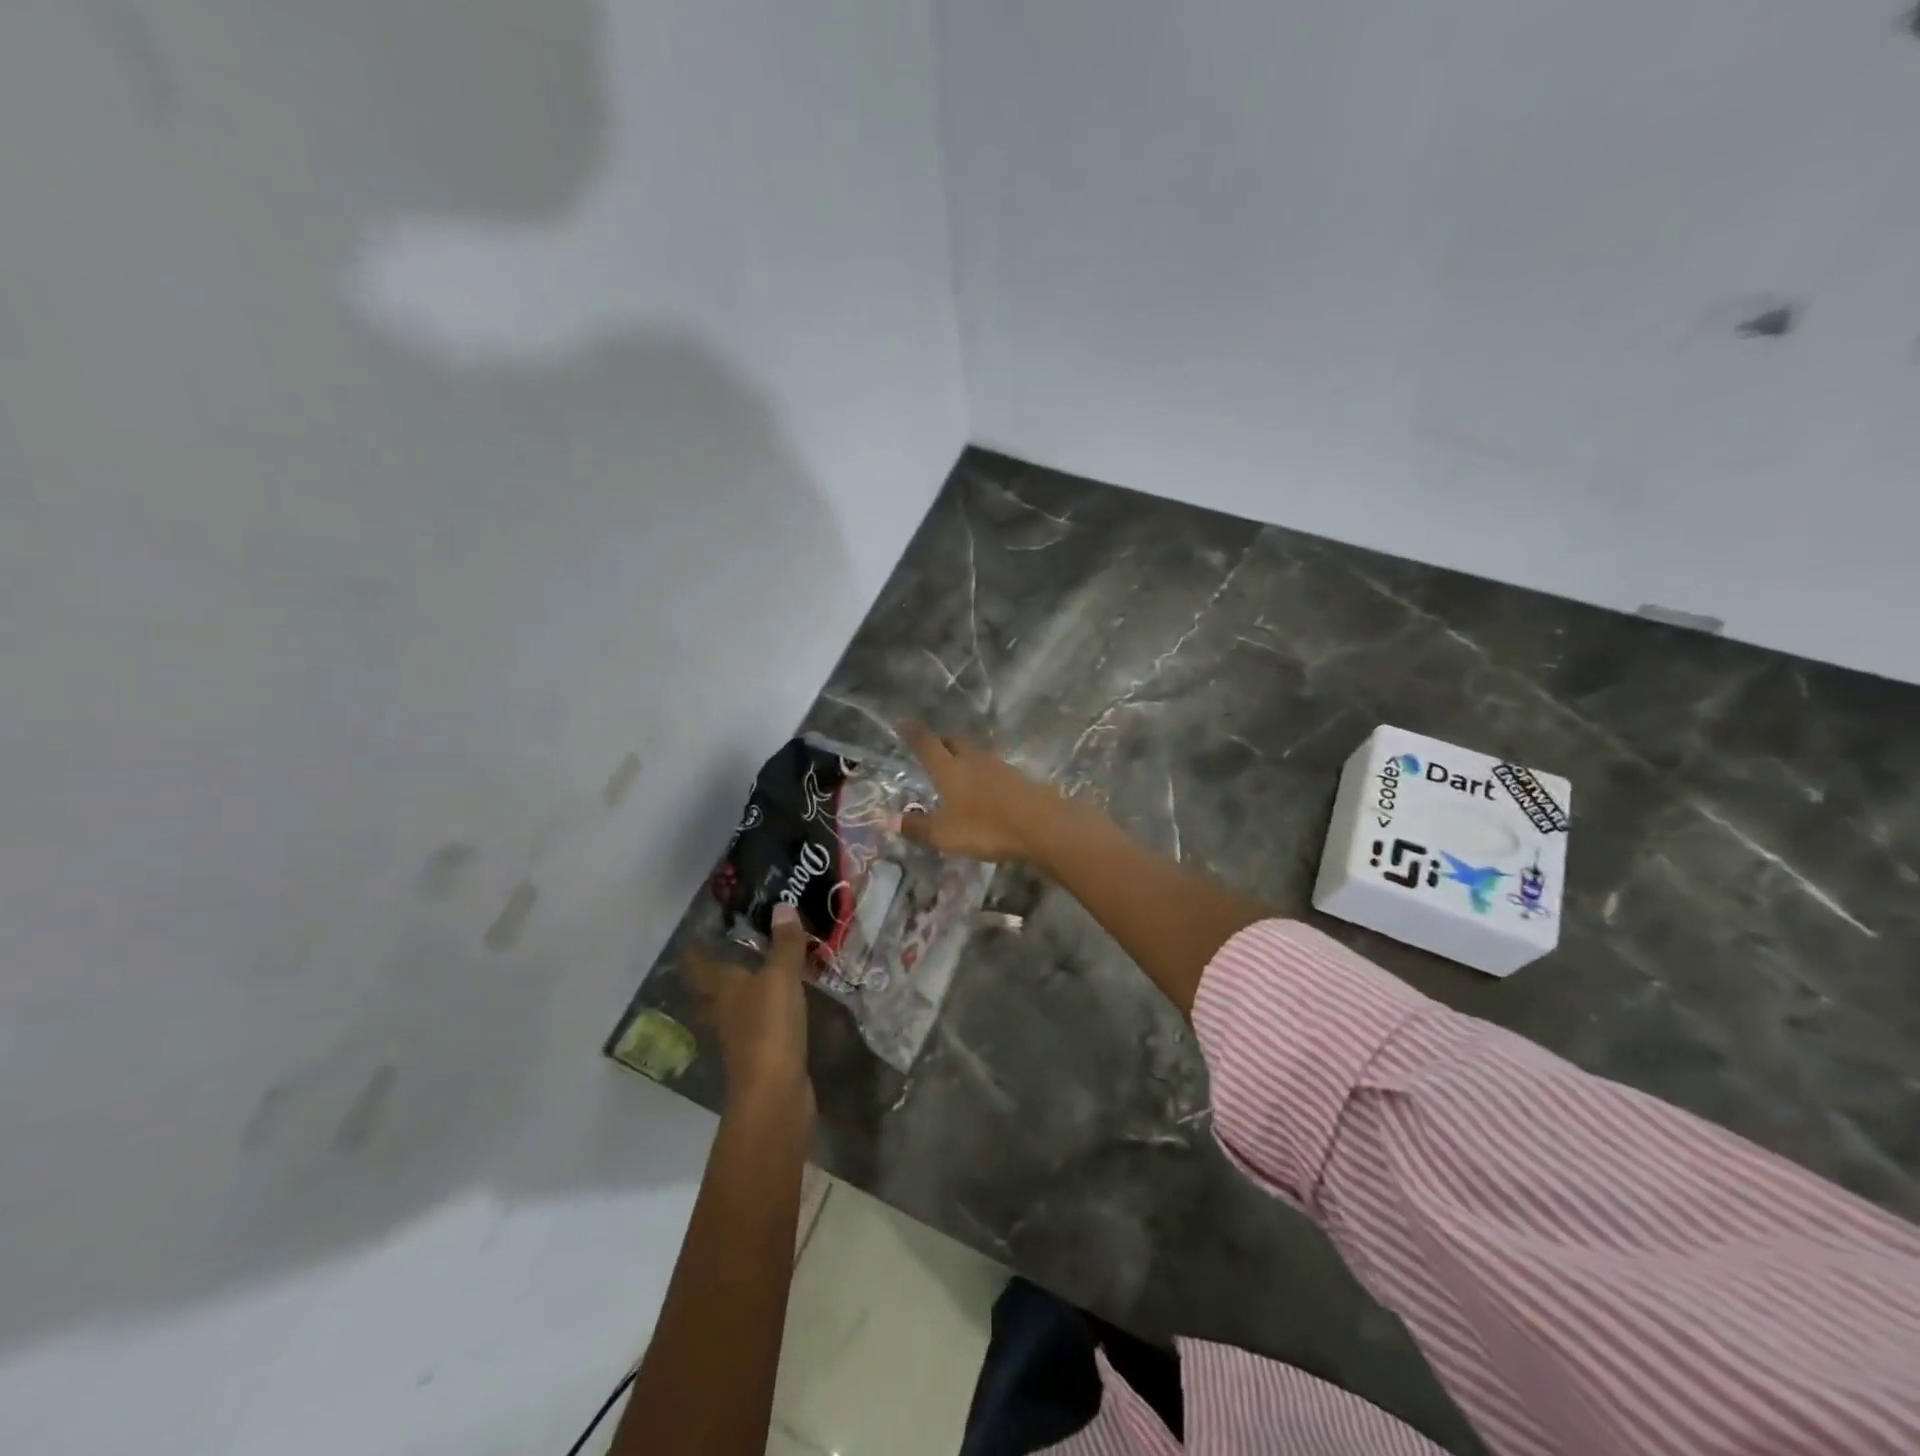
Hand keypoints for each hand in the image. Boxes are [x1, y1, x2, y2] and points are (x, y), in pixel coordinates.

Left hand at [686, 904, 813, 1121]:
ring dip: (739, 995)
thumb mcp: (781, 978)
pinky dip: (763, 1014)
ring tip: (756, 975)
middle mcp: (723, 1013)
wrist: (775, 1094)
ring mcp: (739, 1038)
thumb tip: (782, 905)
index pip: (698, 966)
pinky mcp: (760, 1056)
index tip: (694, 935)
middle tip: (728, 951)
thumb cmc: (769, 1028)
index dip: (693, 951)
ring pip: (732, 1010)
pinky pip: (757, 1027)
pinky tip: (779, 1008)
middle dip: (714, 974)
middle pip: (710, 992)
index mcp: (721, 990)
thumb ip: (785, 944)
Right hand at [900, 724, 1061, 863]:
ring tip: (957, 768)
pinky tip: (984, 787)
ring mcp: (999, 766)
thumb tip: (890, 820)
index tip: (904, 722)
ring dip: (964, 757)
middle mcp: (973, 760)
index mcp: (949, 769)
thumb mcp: (944, 834)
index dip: (913, 733)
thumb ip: (917, 827)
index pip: (926, 744)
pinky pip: (994, 769)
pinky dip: (984, 773)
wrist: (1041, 825)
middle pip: (954, 742)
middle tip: (932, 747)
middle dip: (941, 742)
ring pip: (976, 754)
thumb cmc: (985, 828)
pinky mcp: (1019, 778)